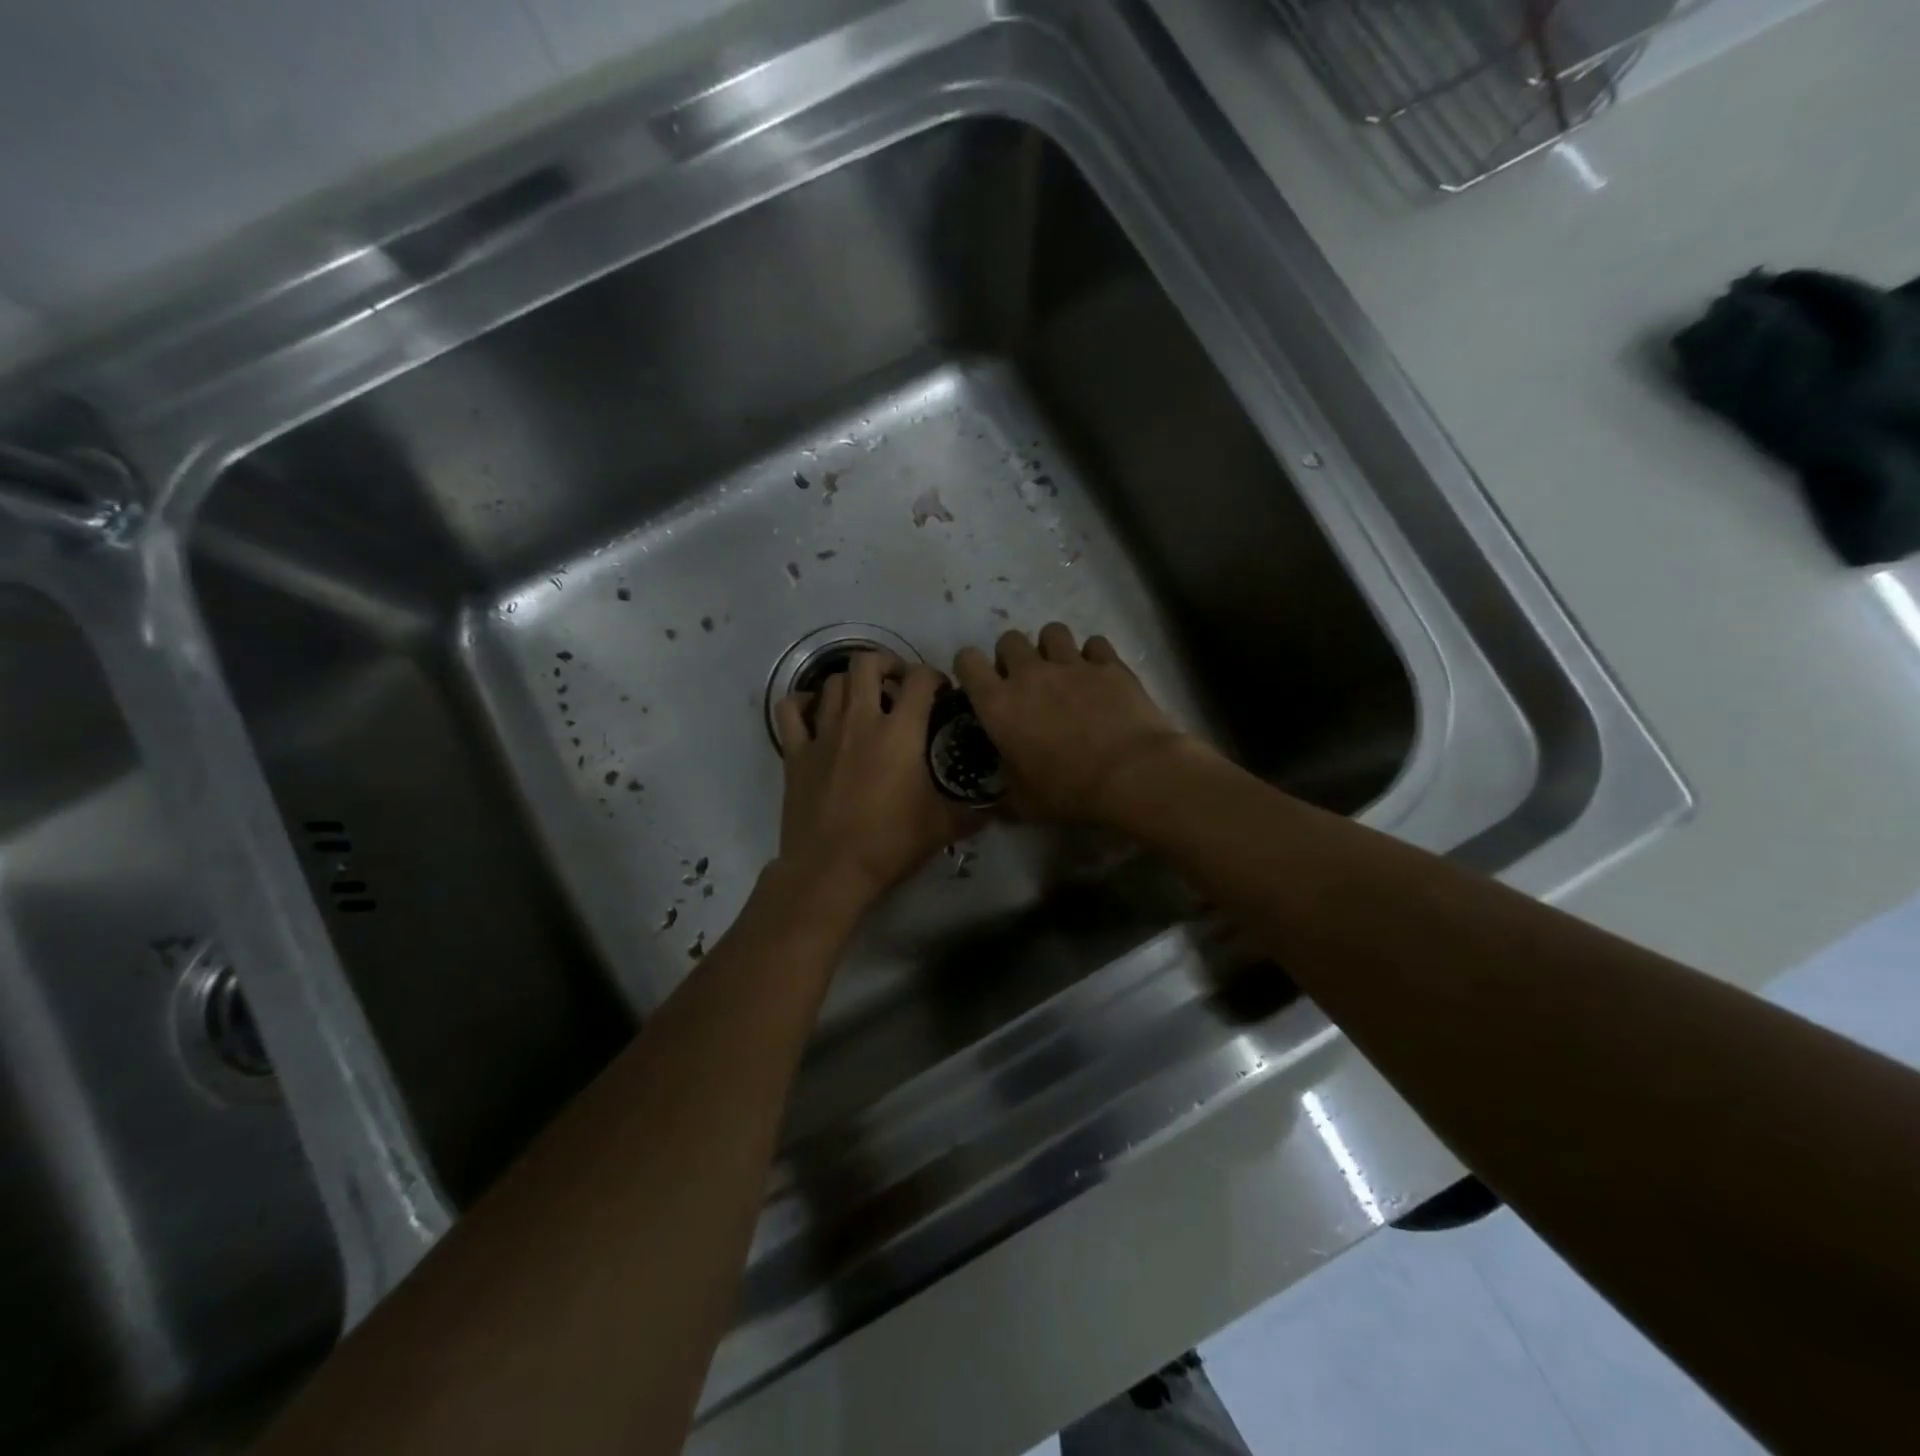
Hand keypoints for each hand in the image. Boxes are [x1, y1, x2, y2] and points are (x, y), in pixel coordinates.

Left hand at [773, 652, 978, 911]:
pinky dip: (802, 703)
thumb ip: (973, 812)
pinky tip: (814, 712)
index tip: (940, 692)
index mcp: (900, 731)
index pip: (920, 679)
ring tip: (862, 700)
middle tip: (896, 685)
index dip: (934, 676)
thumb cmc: (890, 843)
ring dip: (850, 683)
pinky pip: (790, 710)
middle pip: (867, 663)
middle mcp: (860, 720)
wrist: (831, 869)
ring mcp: (823, 733)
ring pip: (832, 683)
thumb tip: (1000, 809)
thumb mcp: (942, 827)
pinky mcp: (795, 752)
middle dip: (886, 664)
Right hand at [954, 624, 1191, 823]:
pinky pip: (1094, 643)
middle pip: (1009, 640)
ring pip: (1052, 631)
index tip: (979, 684)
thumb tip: (995, 799)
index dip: (969, 668)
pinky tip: (1099, 675)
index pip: (967, 662)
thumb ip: (1004, 792)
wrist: (1132, 775)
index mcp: (998, 704)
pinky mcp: (1109, 663)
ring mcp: (1071, 664)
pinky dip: (1093, 656)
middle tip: (1024, 682)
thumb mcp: (1024, 803)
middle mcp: (1029, 674)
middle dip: (1012, 656)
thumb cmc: (1069, 791)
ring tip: (1062, 671)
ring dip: (1051, 648)